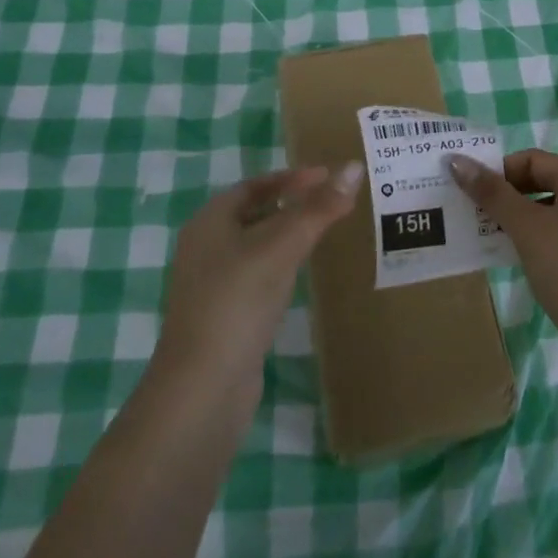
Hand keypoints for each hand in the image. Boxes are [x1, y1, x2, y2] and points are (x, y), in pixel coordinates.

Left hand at [157, 163, 360, 391]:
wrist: (203, 389)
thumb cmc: (237, 302)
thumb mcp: (282, 247)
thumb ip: (318, 208)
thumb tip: (354, 168)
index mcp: (209, 221)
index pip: (255, 185)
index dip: (292, 178)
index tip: (329, 177)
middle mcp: (205, 247)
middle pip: (254, 213)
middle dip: (292, 204)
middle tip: (332, 202)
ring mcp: (212, 285)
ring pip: (256, 246)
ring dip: (288, 235)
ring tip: (324, 232)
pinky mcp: (224, 316)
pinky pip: (257, 276)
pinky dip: (281, 266)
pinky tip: (300, 275)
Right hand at [447, 149, 557, 354]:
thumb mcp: (526, 227)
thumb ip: (492, 193)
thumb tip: (458, 160)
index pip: (533, 159)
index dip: (500, 169)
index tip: (472, 192)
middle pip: (542, 182)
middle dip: (506, 194)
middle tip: (474, 213)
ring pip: (548, 212)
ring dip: (517, 219)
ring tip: (487, 236)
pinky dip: (534, 240)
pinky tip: (515, 259)